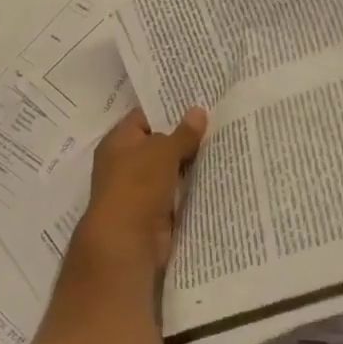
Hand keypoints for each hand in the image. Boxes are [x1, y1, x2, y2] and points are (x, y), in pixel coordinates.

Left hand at [73, 106, 207, 273]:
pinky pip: (176, 190)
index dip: (168, 108)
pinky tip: (216, 172)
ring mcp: (140, 188)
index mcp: (118, 141)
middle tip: (217, 120)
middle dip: (185, 135)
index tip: (197, 101)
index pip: (144, 116)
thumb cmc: (138, 185)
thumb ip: (183, 133)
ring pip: (170, 168)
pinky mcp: (154, 210)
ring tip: (223, 142)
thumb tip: (198, 111)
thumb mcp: (163, 151)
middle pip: (159, 142)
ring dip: (191, 161)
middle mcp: (126, 162)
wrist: (127, 242)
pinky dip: (192, 185)